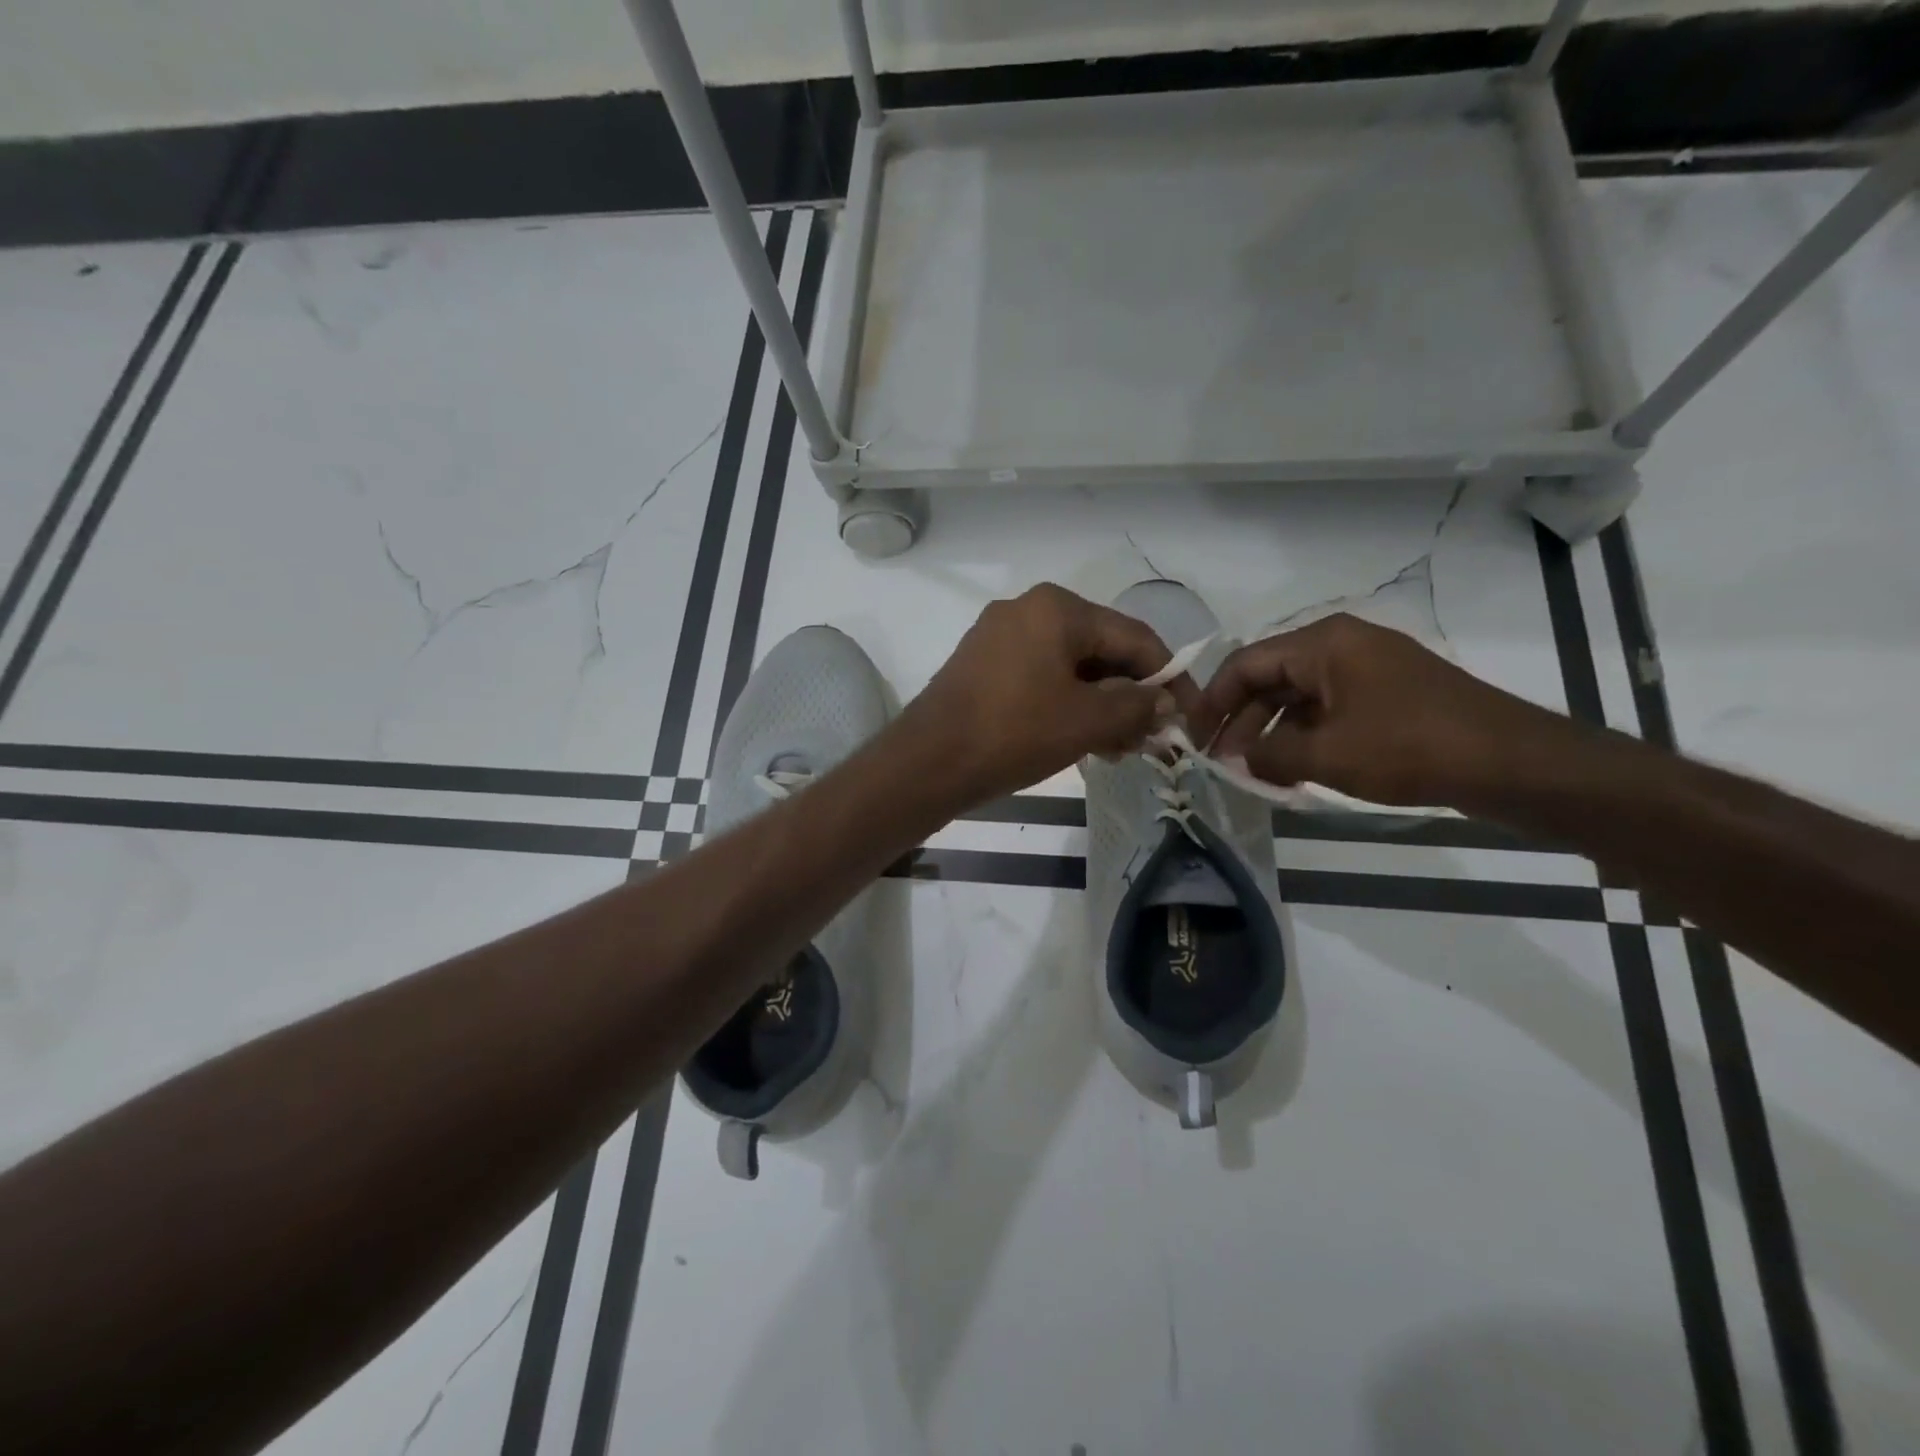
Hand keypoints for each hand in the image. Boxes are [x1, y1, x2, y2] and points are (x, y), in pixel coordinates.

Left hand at [904, 583, 1198, 802]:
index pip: (1134, 637)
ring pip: (1071, 669)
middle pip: (1101, 651)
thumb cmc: (1013, 733)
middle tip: (1150, 742)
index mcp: (1057, 608)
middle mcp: (1028, 610)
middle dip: (1130, 697)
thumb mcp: (1087, 721)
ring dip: (1101, 707)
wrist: (927, 762)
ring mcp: (1000, 637)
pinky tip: (1084, 742)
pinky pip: (1041, 679)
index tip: (1188, 717)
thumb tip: (1165, 703)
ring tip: (1119, 750)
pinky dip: (1067, 706)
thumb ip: (1136, 706)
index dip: (1169, 678)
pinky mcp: (983, 666)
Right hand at [1199, 613, 1568, 807]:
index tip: (1194, 739)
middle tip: (1222, 762)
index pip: (1245, 664)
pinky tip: (1295, 769)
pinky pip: (1329, 708)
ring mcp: (1369, 668)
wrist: (1513, 762)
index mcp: (1323, 643)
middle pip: (1271, 678)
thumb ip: (1268, 754)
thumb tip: (1237, 756)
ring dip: (1273, 733)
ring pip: (1300, 696)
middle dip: (1242, 721)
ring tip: (1256, 773)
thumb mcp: (1327, 755)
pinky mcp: (1389, 693)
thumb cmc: (1409, 748)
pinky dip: (1306, 736)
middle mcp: (1342, 644)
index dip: (1213, 702)